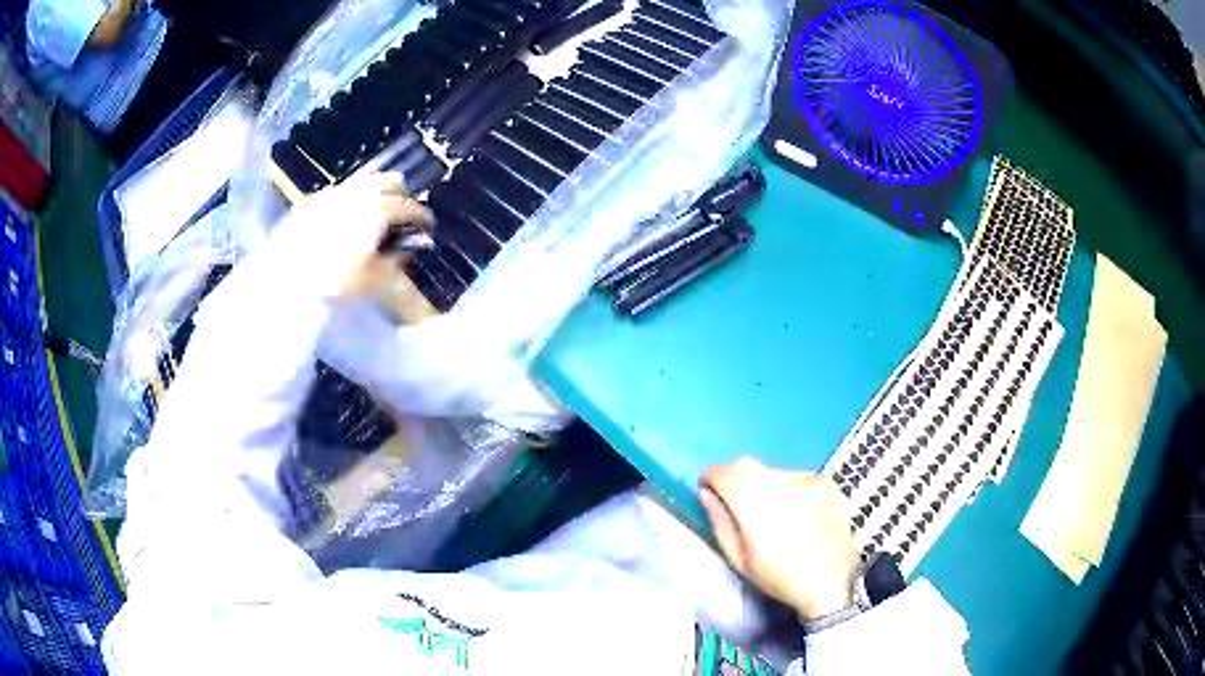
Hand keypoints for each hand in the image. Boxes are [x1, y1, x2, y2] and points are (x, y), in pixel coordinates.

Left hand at [282, 172, 433, 301]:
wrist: (286, 277)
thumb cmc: (333, 280)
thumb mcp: (371, 280)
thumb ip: (394, 261)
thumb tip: (408, 248)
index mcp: (379, 210)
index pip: (410, 207)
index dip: (422, 216)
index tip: (429, 225)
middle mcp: (360, 194)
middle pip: (391, 181)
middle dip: (402, 195)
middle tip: (403, 215)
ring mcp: (336, 193)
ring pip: (366, 180)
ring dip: (378, 192)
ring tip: (377, 212)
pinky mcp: (315, 199)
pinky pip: (343, 190)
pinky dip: (354, 198)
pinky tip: (347, 216)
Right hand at [700, 457, 859, 621]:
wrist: (833, 581)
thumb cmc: (781, 578)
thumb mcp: (740, 561)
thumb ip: (720, 523)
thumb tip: (706, 494)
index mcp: (756, 508)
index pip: (725, 475)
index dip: (712, 476)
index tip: (707, 485)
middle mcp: (781, 486)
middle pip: (747, 465)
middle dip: (734, 477)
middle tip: (733, 500)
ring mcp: (806, 481)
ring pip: (770, 470)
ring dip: (761, 483)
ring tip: (769, 511)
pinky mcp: (823, 482)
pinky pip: (794, 475)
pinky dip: (786, 487)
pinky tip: (793, 511)